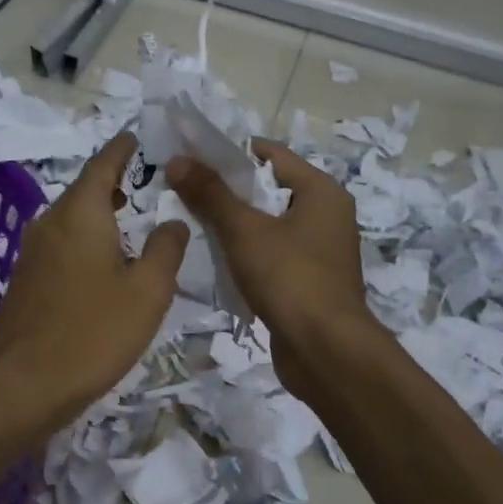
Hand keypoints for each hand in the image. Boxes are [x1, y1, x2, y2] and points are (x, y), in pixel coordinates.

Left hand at [0, 132, 188, 438]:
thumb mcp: (147, 292)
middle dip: (118, 184)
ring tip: (135, 222)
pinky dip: (88, 244)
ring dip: (103, 217)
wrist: (21, 387)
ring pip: (73, 221)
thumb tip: (172, 221)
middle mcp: (49, 223)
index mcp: (80, 212)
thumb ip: (166, 250)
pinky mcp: (25, 283)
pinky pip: (63, 248)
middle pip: (86, 191)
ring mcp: (32, 254)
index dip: (125, 148)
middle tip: (152, 184)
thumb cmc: (92, 333)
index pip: (104, 162)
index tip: (142, 137)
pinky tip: (107, 267)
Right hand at [165, 139, 378, 399]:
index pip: (270, 155)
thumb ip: (210, 194)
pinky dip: (245, 254)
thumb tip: (176, 160)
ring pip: (267, 226)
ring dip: (233, 225)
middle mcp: (326, 215)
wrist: (325, 351)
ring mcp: (318, 252)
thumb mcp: (245, 231)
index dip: (229, 153)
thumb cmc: (290, 278)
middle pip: (267, 190)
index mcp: (321, 191)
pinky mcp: (307, 282)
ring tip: (190, 223)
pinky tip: (214, 261)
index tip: (189, 158)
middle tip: (182, 191)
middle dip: (225, 191)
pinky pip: (270, 256)